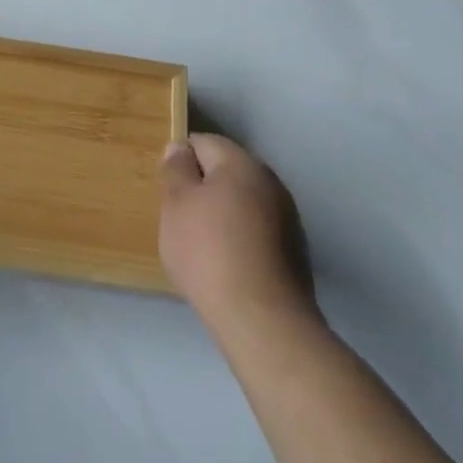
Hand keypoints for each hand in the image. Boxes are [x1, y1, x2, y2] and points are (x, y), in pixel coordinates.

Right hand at [159, 133, 318, 333]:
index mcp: (241, 163)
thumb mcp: (176, 204)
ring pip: (243, 202)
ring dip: (222, 214)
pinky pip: (257, 231)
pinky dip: (240, 239)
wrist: (263, 321)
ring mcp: (288, 218)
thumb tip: (180, 149)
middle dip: (202, 187)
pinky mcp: (295, 252)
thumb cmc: (209, 252)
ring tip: (200, 245)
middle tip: (179, 217)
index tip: (167, 188)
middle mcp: (270, 182)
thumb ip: (175, 170)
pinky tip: (226, 265)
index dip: (180, 160)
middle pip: (226, 171)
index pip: (203, 142)